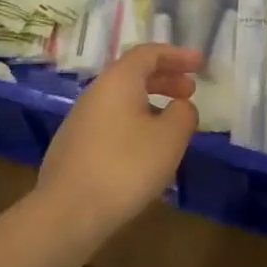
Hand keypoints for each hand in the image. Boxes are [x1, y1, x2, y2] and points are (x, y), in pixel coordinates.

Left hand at [35, 44, 200, 252]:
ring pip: (122, 98)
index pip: (150, 53)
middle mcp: (97, 91)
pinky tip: (145, 149)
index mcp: (118, 80)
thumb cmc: (124, 167)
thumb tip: (181, 106)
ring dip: (151, 101)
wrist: (66, 213)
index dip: (177, 55)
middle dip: (166, 78)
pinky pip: (112, 120)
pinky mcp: (75, 145)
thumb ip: (183, 114)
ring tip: (172, 122)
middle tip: (190, 91)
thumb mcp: (169, 139)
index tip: (200, 64)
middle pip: (134, 73)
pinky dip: (135, 121)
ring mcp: (81, 118)